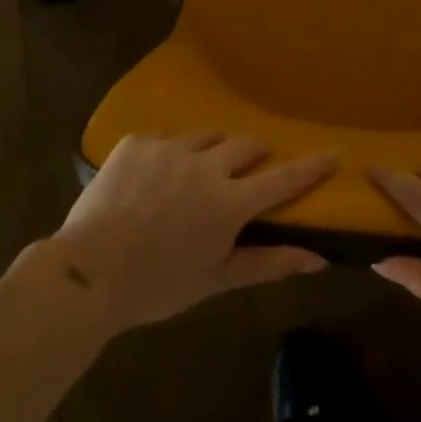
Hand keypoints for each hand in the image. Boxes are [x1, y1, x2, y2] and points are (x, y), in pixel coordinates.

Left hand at [44, 134, 336, 334]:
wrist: (87, 273)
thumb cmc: (157, 285)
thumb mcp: (216, 279)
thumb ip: (268, 264)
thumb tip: (317, 258)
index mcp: (229, 203)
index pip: (283, 179)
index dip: (310, 166)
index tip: (332, 152)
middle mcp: (206, 165)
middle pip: (246, 144)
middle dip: (254, 155)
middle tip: (245, 172)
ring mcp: (169, 148)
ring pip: (207, 136)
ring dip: (212, 151)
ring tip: (196, 173)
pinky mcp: (138, 141)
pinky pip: (166, 138)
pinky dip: (171, 153)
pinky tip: (155, 177)